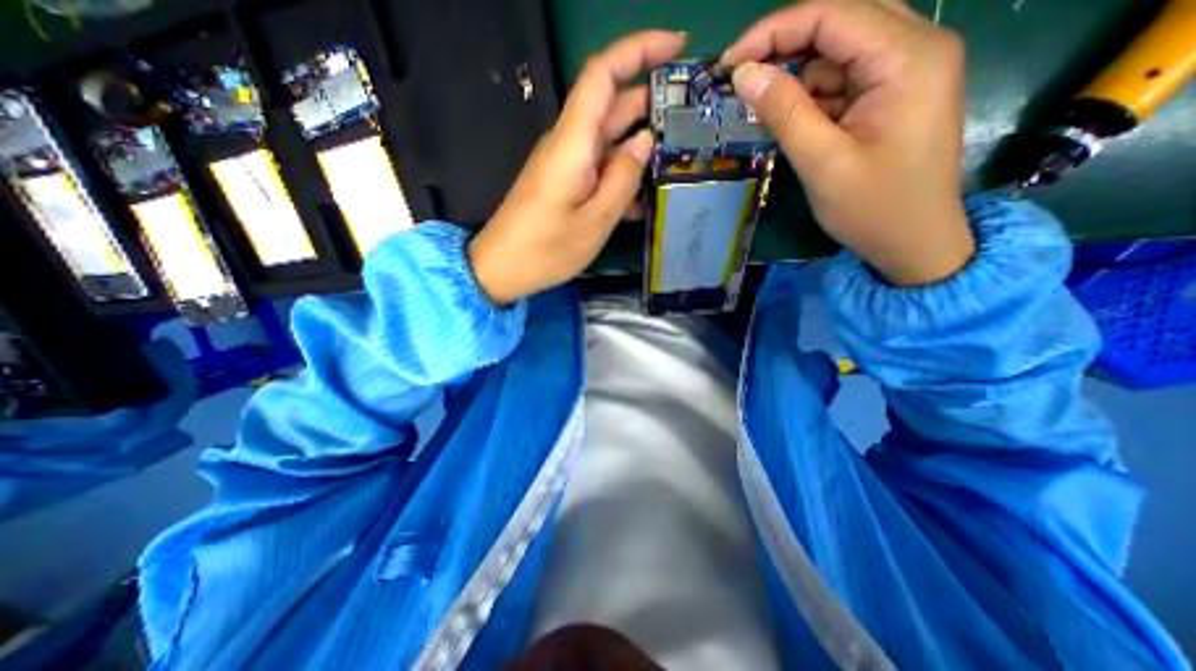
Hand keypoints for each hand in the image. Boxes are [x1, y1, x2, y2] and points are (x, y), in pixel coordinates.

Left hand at [469, 28, 685, 302]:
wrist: (501, 268)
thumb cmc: (546, 250)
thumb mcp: (595, 221)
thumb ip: (623, 180)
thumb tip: (644, 142)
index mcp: (573, 143)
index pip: (602, 74)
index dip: (639, 50)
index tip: (678, 46)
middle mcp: (569, 144)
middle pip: (612, 106)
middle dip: (652, 104)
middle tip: (692, 119)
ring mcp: (566, 164)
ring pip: (609, 141)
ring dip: (641, 147)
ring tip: (677, 162)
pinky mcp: (565, 183)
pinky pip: (599, 169)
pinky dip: (622, 177)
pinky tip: (644, 200)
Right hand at [724, 0, 976, 285]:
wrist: (914, 244)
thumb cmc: (872, 208)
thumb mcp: (821, 163)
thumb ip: (784, 113)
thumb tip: (744, 74)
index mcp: (907, 58)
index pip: (833, 15)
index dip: (773, 32)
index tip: (729, 64)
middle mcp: (916, 48)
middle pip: (839, 24)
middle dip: (785, 48)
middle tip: (742, 81)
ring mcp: (907, 71)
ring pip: (840, 53)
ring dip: (798, 78)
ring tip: (766, 112)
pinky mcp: (894, 95)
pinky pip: (845, 80)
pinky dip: (813, 97)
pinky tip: (794, 122)